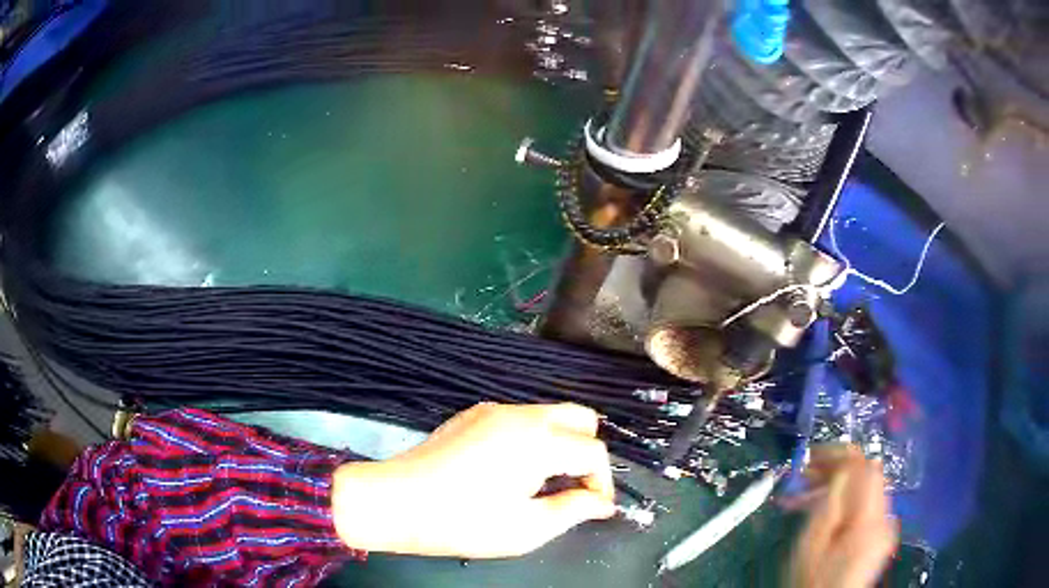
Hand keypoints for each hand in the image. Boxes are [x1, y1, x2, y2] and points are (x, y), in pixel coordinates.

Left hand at [331, 403, 615, 557]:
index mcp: (538, 441)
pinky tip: (509, 471)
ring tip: (542, 484)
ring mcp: (493, 410)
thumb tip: (601, 503)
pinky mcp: (473, 415)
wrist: (395, 502)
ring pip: (549, 415)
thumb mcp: (527, 529)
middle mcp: (520, 415)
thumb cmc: (463, 523)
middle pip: (580, 418)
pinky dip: (531, 439)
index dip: (602, 483)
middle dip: (587, 452)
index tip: (593, 508)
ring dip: (560, 445)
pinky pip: (520, 419)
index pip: (593, 451)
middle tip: (573, 489)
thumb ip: (574, 510)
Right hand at [789, 445, 898, 587]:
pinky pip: (867, 507)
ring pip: (867, 491)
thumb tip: (841, 467)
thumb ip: (831, 501)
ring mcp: (886, 527)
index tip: (813, 455)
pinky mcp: (881, 536)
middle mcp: (886, 517)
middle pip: (868, 476)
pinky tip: (825, 511)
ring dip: (840, 486)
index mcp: (870, 519)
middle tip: (805, 476)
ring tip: (807, 495)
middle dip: (837, 470)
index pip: (866, 467)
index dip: (841, 453)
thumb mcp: (813, 542)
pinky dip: (847, 502)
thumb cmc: (813, 580)